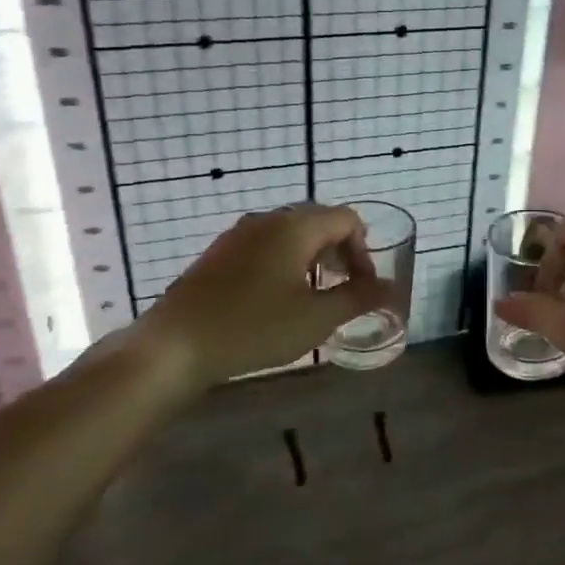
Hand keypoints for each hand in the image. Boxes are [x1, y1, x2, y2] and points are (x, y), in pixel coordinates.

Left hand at [122, 204, 382, 393]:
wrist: (174, 346)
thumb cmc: (254, 328)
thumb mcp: (316, 318)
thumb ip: (359, 298)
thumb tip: (391, 289)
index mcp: (295, 226)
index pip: (346, 219)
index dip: (364, 250)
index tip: (363, 286)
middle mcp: (267, 220)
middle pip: (319, 222)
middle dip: (339, 252)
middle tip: (344, 289)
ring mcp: (238, 235)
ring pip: (290, 234)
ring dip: (312, 258)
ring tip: (314, 295)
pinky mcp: (218, 254)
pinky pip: (265, 246)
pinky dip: (285, 263)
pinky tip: (277, 299)